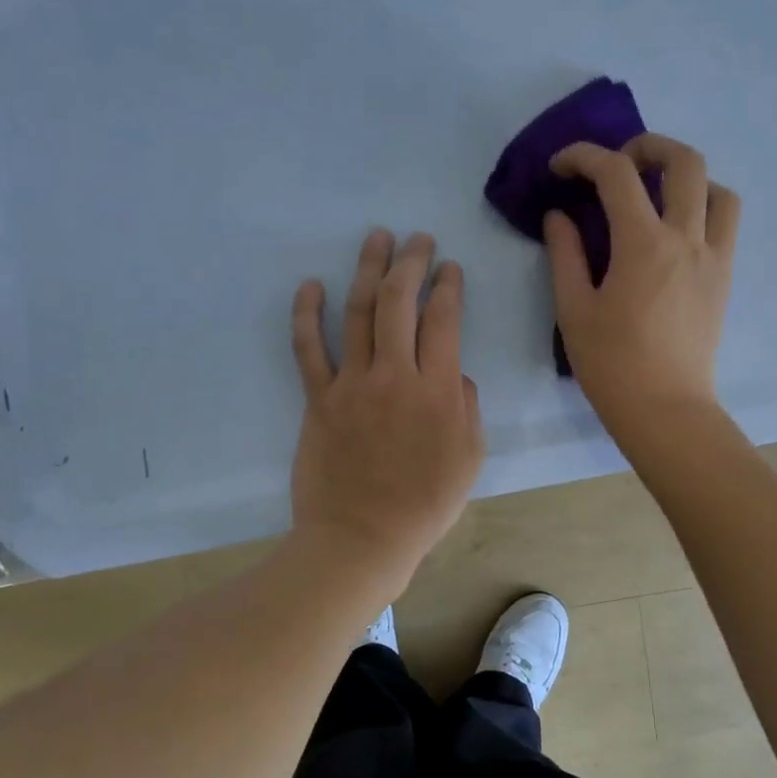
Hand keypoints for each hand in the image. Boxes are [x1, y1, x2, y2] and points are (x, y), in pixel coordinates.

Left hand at [290, 230, 484, 597]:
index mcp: (437, 391)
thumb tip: (452, 372)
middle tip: (418, 240)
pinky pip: (309, 349)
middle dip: (411, 263)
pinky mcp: (318, 400)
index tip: (450, 268)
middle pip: (400, 303)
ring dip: (368, 270)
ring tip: (377, 238)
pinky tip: (311, 285)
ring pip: (359, 313)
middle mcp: (394, 376)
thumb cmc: (424, 505)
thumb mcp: (469, 458)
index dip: (448, 287)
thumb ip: (466, 407)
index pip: (443, 321)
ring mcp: (351, 385)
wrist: (361, 538)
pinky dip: (307, 314)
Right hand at [545, 135, 739, 445]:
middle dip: (647, 146)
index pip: (616, 174)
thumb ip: (565, 254)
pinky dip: (704, 207)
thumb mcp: (574, 310)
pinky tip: (675, 230)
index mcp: (643, 245)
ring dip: (686, 177)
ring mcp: (713, 257)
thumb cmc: (611, 365)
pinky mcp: (724, 278)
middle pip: (684, 161)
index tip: (560, 167)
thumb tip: (560, 216)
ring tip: (656, 194)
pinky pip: (726, 223)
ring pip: (717, 188)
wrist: (665, 410)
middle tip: (618, 165)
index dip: (584, 156)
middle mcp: (686, 239)